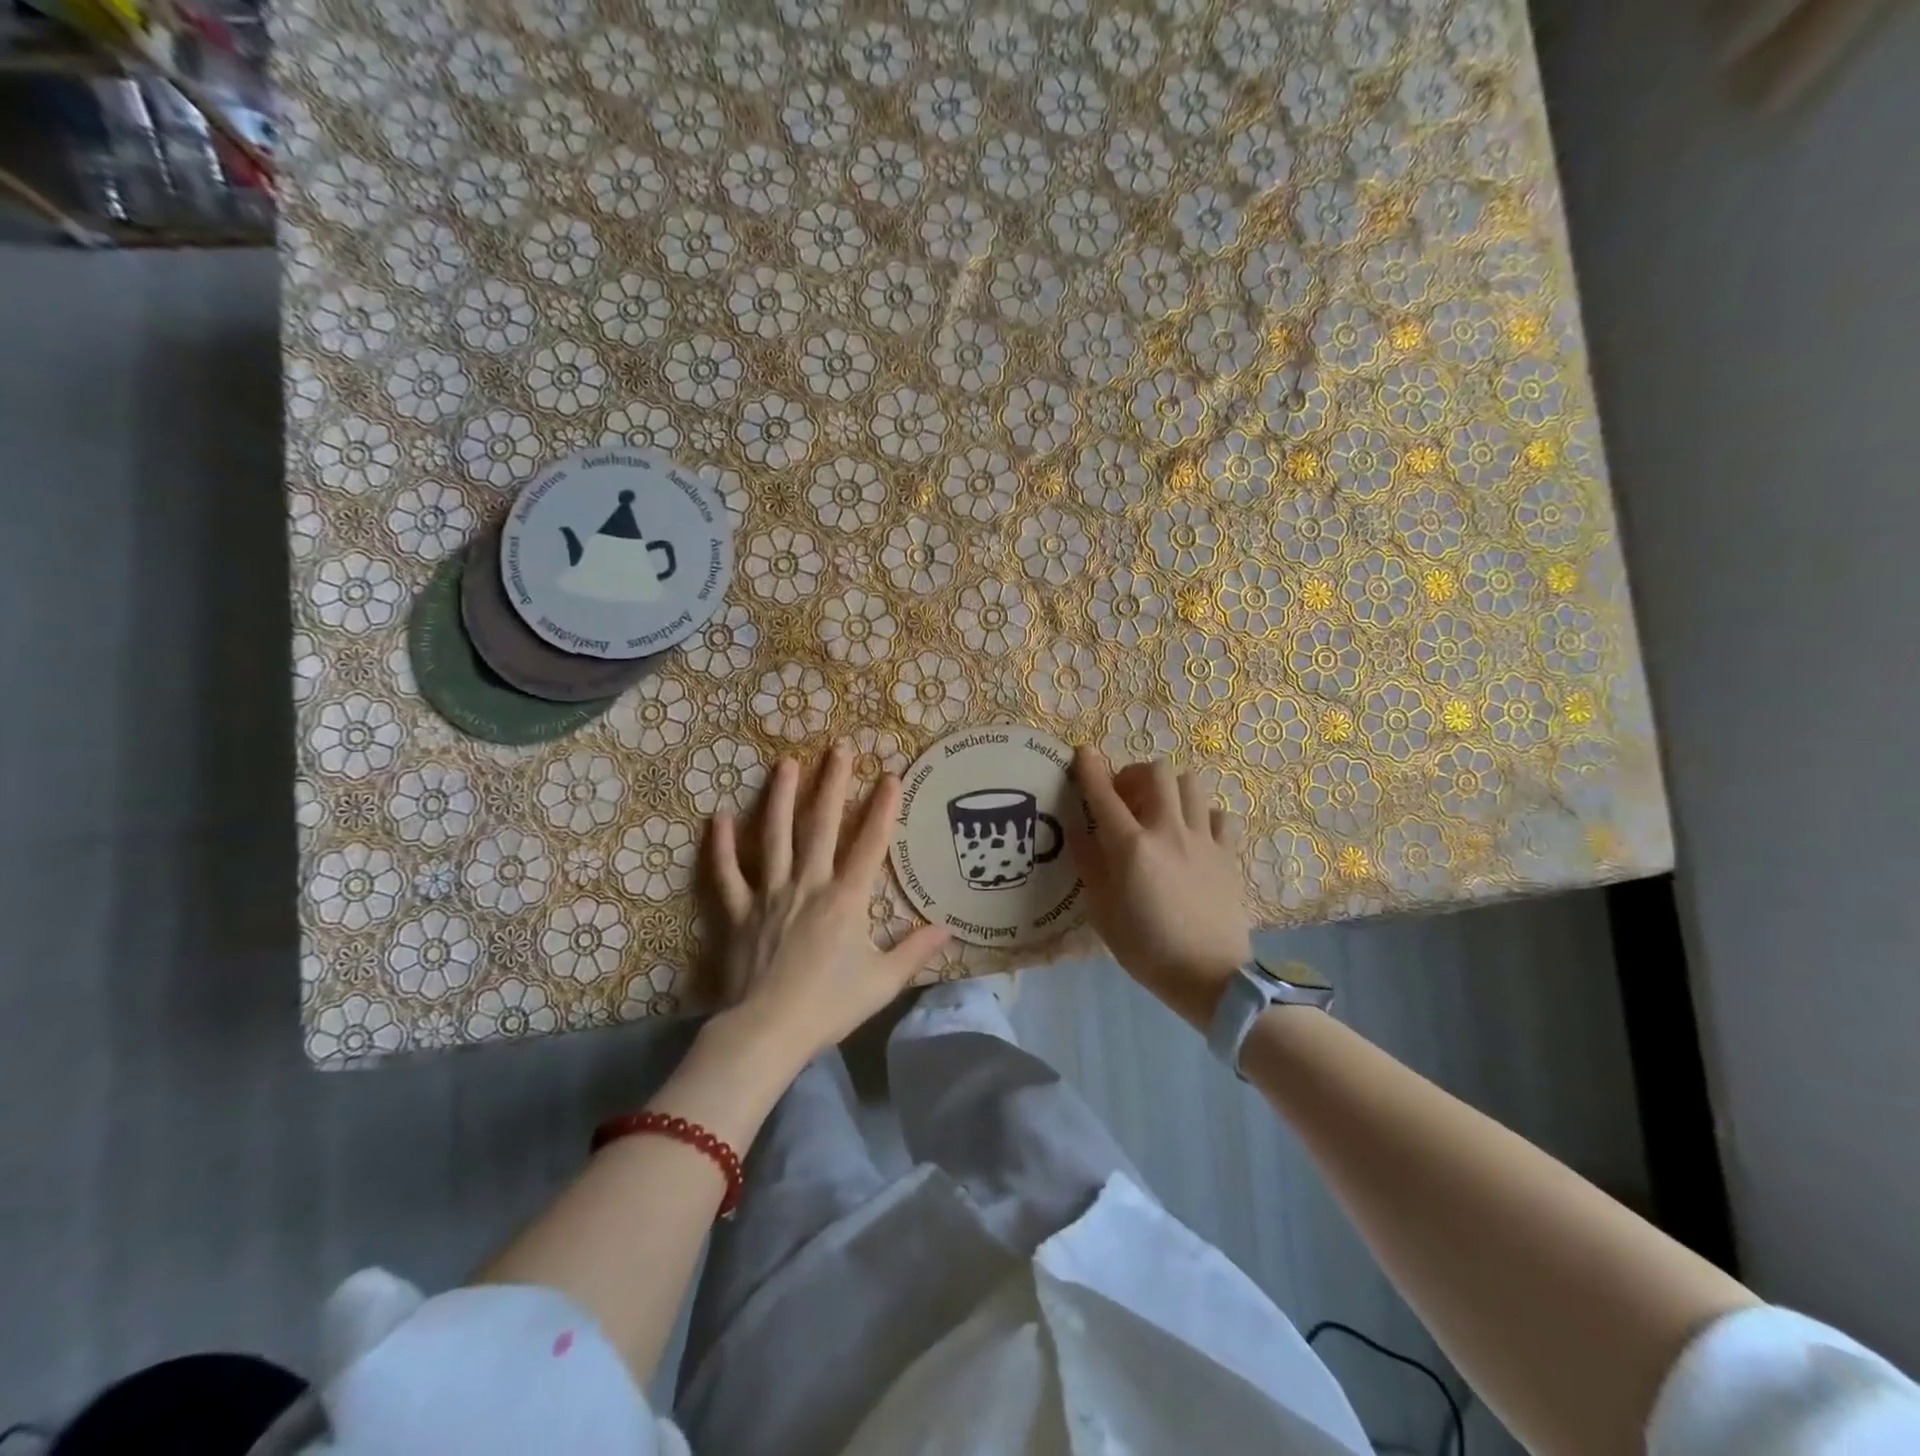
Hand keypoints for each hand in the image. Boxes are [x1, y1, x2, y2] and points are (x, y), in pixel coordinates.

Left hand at [706, 744, 949, 1068]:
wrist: (767, 1032)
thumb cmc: (829, 1006)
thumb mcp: (883, 982)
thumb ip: (915, 951)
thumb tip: (948, 929)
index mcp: (846, 899)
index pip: (870, 844)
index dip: (883, 808)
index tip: (891, 775)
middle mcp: (808, 884)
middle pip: (822, 826)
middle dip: (833, 784)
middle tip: (839, 748)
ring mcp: (769, 894)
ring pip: (775, 836)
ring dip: (782, 797)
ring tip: (787, 763)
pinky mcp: (738, 911)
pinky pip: (727, 873)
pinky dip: (721, 846)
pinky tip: (718, 817)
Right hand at [1070, 749, 1252, 1032]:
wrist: (1209, 977)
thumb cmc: (1146, 948)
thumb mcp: (1102, 912)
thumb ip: (1089, 865)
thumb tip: (1079, 831)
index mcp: (1131, 846)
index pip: (1104, 794)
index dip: (1091, 768)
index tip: (1083, 753)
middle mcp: (1168, 831)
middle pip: (1157, 772)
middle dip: (1135, 774)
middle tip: (1125, 797)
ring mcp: (1204, 839)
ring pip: (1192, 784)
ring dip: (1170, 788)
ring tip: (1160, 810)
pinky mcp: (1228, 854)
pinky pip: (1220, 815)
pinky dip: (1204, 816)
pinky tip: (1194, 834)